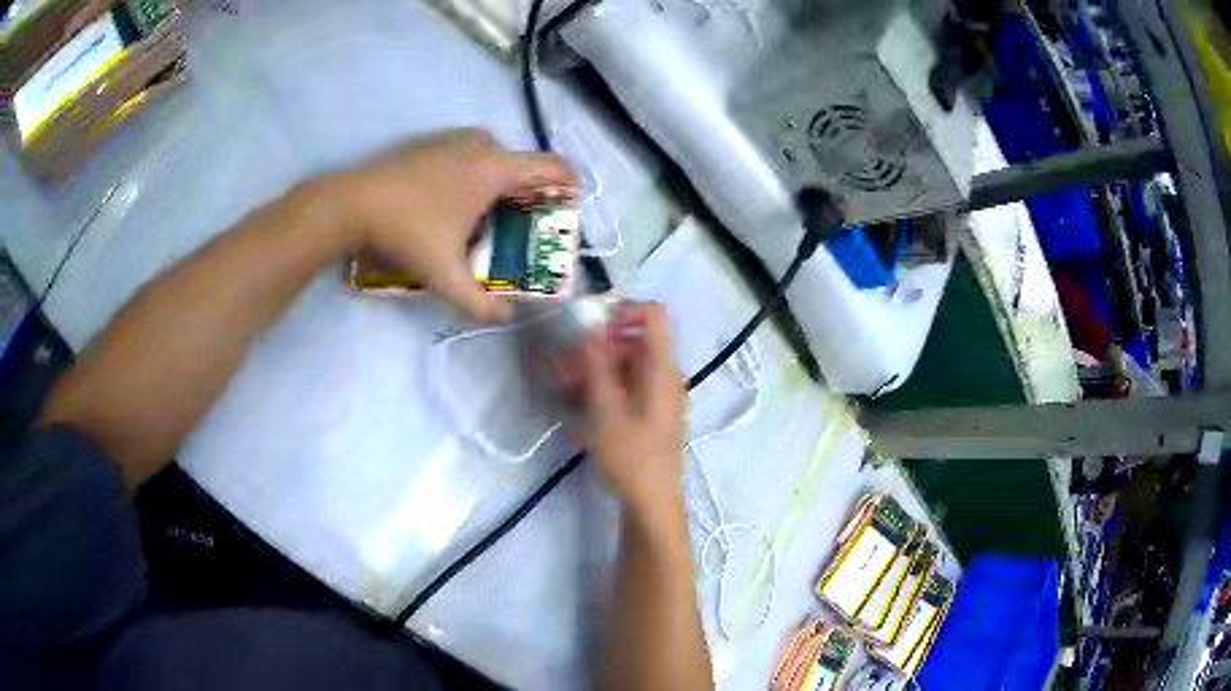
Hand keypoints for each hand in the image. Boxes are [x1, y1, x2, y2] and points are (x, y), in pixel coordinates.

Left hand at [336, 129, 574, 321]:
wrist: (350, 204)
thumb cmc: (405, 232)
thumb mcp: (445, 276)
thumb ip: (480, 303)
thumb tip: (506, 318)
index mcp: (495, 168)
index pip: (552, 167)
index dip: (568, 188)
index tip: (565, 211)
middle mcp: (481, 145)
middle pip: (523, 166)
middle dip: (530, 194)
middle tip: (523, 227)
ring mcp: (453, 139)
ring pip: (495, 158)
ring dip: (501, 184)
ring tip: (490, 218)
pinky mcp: (430, 143)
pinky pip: (469, 155)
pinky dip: (475, 174)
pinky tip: (454, 203)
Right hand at [557, 303, 686, 520]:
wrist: (652, 502)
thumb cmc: (632, 457)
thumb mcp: (606, 411)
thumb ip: (595, 366)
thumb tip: (586, 328)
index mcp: (662, 368)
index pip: (653, 314)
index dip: (622, 309)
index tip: (590, 324)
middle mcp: (665, 374)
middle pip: (634, 339)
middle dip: (597, 344)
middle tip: (566, 360)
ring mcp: (658, 393)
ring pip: (626, 363)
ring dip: (596, 366)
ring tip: (565, 383)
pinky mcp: (649, 410)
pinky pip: (627, 383)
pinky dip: (604, 384)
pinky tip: (579, 400)